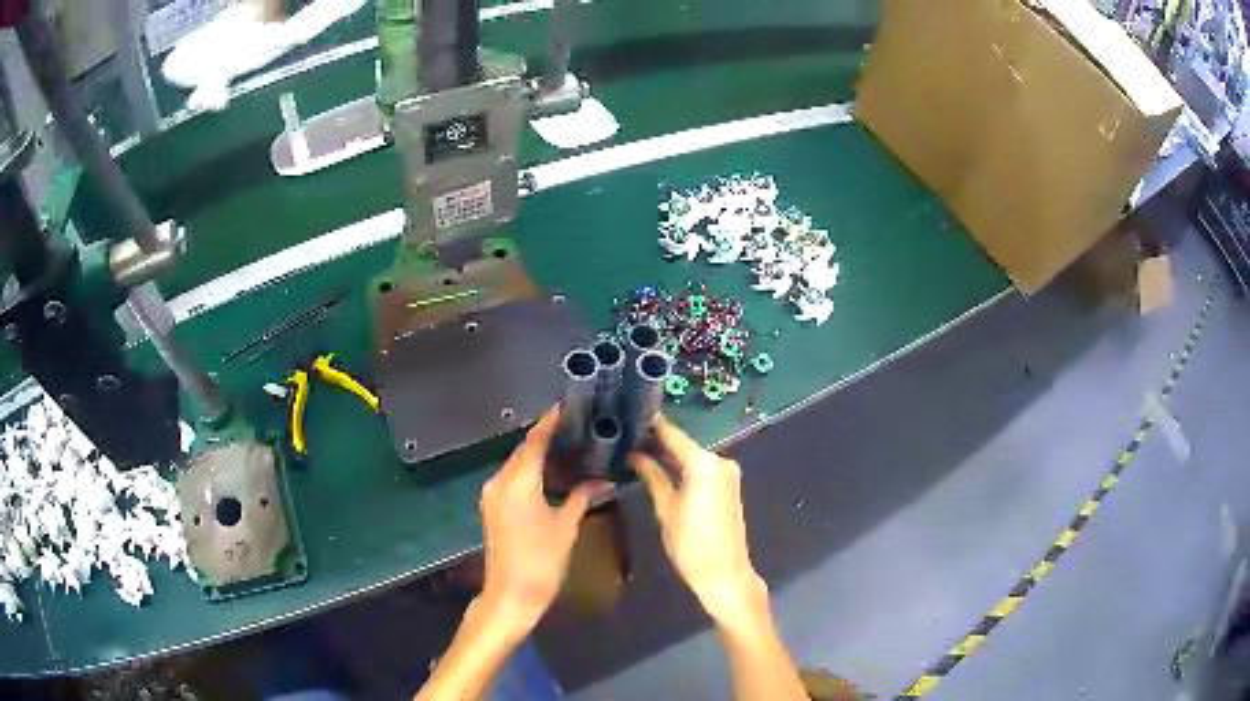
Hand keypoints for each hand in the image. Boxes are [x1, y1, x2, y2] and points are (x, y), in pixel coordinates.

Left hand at [478, 407, 605, 637]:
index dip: (550, 422)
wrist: (511, 594)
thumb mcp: (566, 526)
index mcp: (517, 482)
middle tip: (577, 428)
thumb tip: (602, 481)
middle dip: (547, 438)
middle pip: (523, 451)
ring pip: (517, 465)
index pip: (534, 441)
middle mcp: (499, 482)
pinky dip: (531, 473)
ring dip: (539, 456)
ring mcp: (492, 495)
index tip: (568, 406)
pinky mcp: (493, 507)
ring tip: (570, 448)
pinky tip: (553, 475)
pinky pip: (513, 479)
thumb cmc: (542, 560)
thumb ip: (581, 497)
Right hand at [631, 417, 766, 628]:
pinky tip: (663, 469)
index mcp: (704, 464)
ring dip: (671, 455)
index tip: (630, 415)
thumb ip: (652, 477)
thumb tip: (635, 455)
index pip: (673, 435)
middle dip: (659, 442)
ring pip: (693, 457)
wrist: (725, 573)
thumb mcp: (666, 509)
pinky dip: (684, 468)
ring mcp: (728, 473)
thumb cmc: (691, 545)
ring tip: (638, 451)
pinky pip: (703, 470)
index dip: (652, 426)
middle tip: (628, 437)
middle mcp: (720, 461)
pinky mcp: (730, 486)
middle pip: (685, 445)